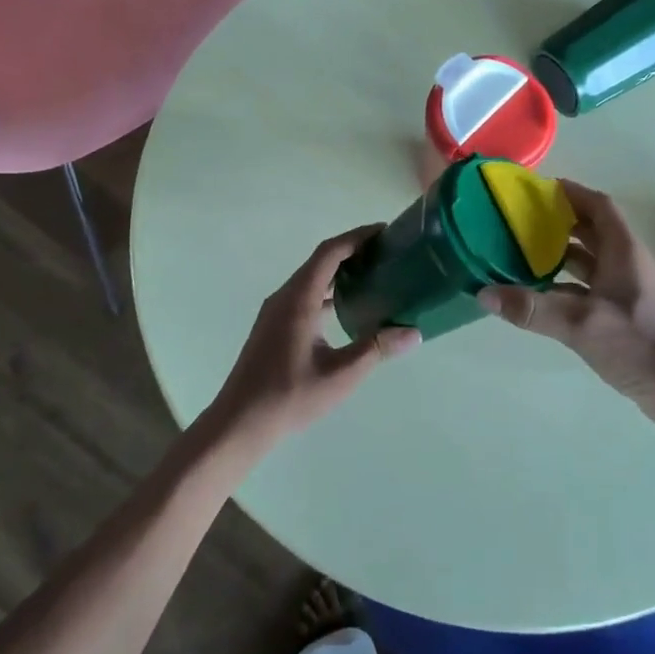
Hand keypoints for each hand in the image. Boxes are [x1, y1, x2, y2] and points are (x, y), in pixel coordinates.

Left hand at [207, 226, 420, 452]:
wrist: (240, 422)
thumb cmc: (289, 396)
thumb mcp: (340, 375)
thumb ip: (376, 349)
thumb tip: (413, 332)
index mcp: (298, 300)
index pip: (329, 253)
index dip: (357, 237)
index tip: (385, 231)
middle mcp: (285, 297)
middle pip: (320, 261)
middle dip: (352, 251)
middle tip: (387, 252)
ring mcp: (276, 311)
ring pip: (312, 279)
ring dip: (340, 271)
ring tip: (374, 274)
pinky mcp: (275, 326)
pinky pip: (305, 295)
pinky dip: (329, 291)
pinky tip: (349, 307)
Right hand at [478, 179, 654, 422]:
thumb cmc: (638, 345)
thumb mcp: (580, 324)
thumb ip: (531, 308)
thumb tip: (483, 293)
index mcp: (624, 252)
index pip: (599, 206)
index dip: (573, 193)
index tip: (540, 189)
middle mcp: (628, 264)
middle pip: (594, 230)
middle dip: (561, 221)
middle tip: (523, 220)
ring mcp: (628, 290)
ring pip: (592, 260)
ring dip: (562, 253)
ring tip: (524, 252)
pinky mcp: (625, 314)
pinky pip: (591, 286)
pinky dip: (567, 284)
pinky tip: (542, 294)